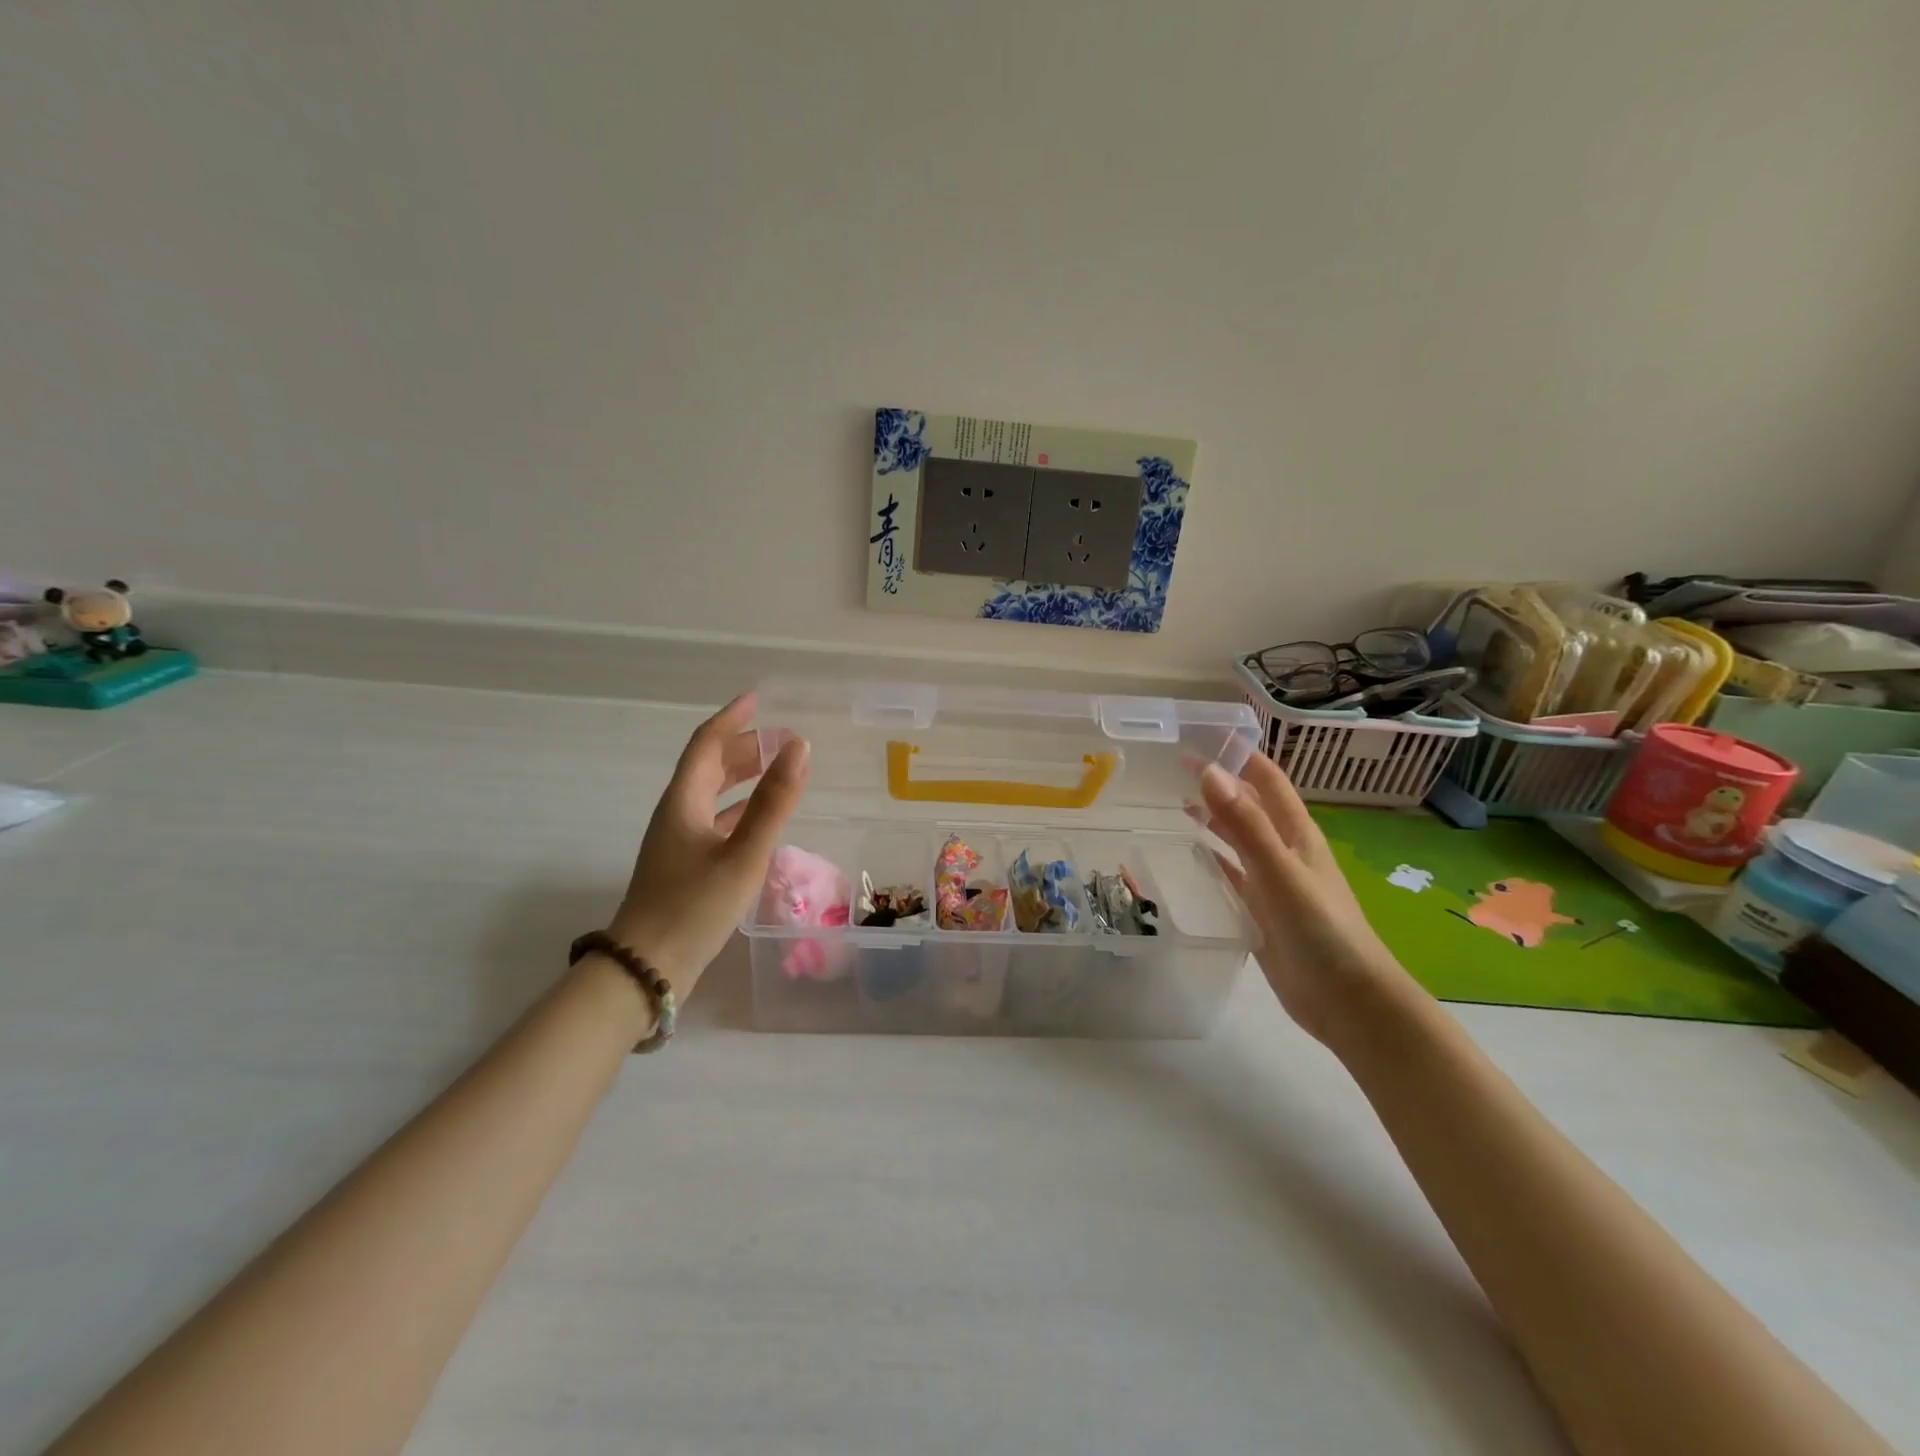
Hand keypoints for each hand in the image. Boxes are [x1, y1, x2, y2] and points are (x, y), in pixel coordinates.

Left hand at [608, 693, 809, 992]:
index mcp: (684, 802)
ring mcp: (678, 841)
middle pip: (709, 766)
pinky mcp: (684, 865)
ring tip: (778, 769)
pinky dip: (739, 808)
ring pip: (712, 794)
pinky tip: (760, 818)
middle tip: (782, 739)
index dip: (732, 718)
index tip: (758, 699)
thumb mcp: (743, 854)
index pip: (706, 744)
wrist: (647, 968)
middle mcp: (677, 813)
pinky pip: (715, 820)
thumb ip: (774, 802)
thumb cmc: (694, 907)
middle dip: (744, 746)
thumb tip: (799, 747)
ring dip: (743, 776)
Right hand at [1198, 755, 1414, 1046]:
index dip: (1239, 754)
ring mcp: (1274, 882)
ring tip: (1177, 802)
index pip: (1267, 780)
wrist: (1347, 1000)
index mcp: (1296, 834)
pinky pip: (1233, 875)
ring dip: (1214, 818)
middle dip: (1220, 783)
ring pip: (1239, 838)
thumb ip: (1245, 824)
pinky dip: (1213, 859)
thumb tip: (1209, 771)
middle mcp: (1285, 851)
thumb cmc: (1321, 930)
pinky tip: (1192, 855)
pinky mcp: (1262, 911)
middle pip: (1250, 805)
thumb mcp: (1280, 872)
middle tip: (1176, 766)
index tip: (1202, 735)